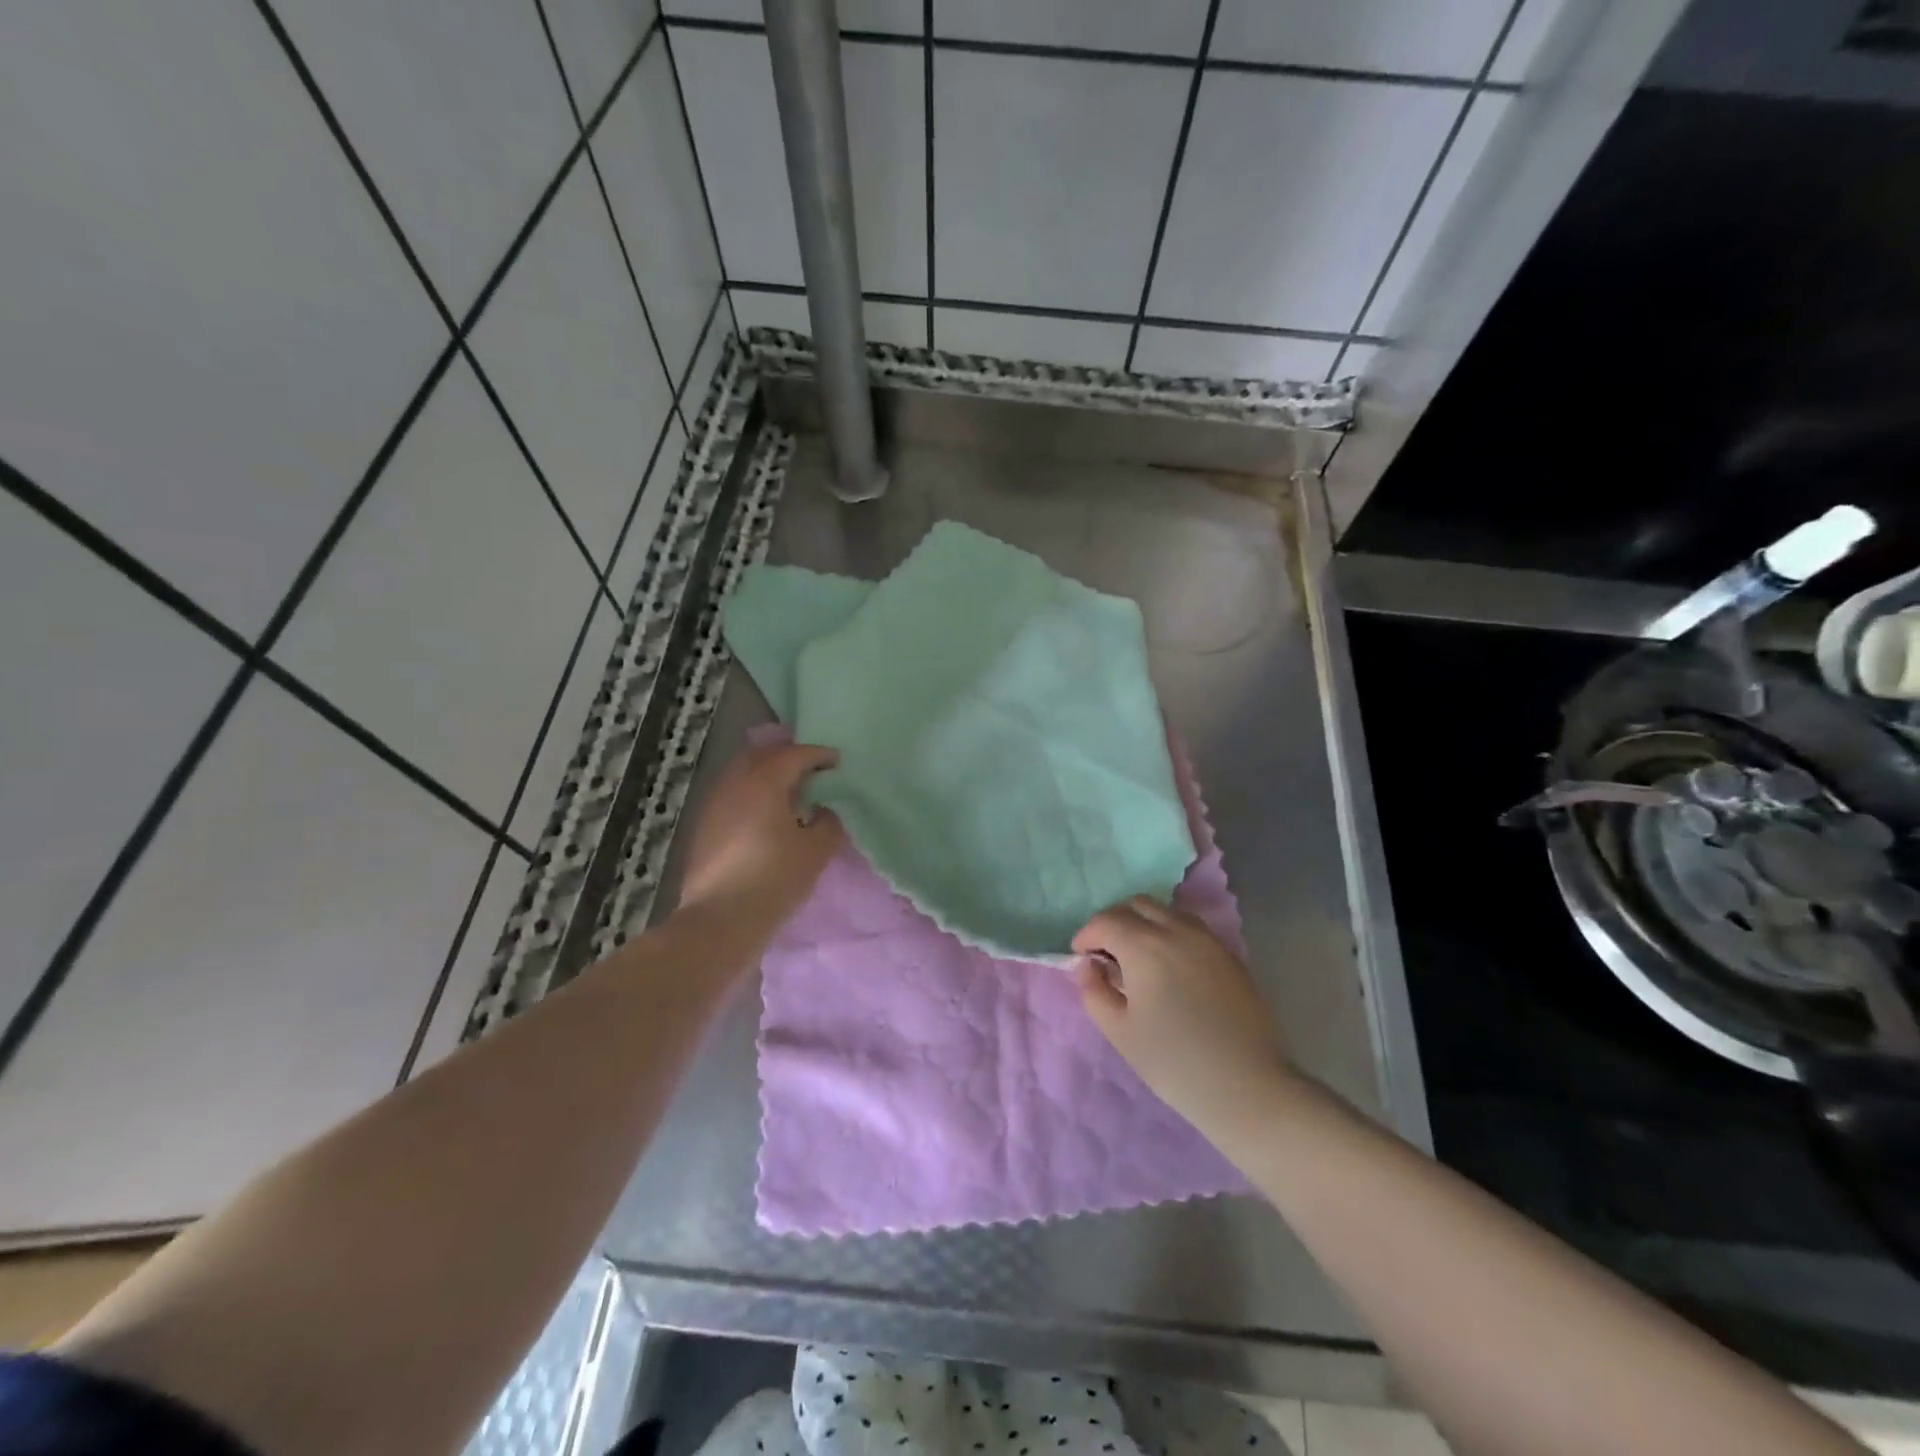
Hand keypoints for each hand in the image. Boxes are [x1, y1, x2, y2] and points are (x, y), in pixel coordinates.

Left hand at [676, 742, 843, 932]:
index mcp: (764, 781)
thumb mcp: (816, 851)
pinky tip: (766, 818)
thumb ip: (828, 823)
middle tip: (812, 772)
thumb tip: (823, 811)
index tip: (837, 762)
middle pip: (763, 756)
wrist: (719, 921)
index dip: (819, 755)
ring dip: (768, 777)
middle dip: (789, 758)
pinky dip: (753, 796)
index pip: (795, 755)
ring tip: (790, 796)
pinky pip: (733, 796)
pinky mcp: (703, 828)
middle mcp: (734, 784)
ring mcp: (713, 805)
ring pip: (743, 776)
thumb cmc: (774, 879)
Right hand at [1072, 897, 1295, 1129]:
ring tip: (1139, 958)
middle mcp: (1177, 930)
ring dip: (1144, 923)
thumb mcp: (1120, 1032)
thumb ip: (1095, 991)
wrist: (1248, 1087)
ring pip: (1167, 911)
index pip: (1106, 921)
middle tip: (1106, 953)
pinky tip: (1170, 967)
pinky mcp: (1230, 955)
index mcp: (1145, 946)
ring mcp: (1208, 940)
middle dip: (1114, 921)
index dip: (1086, 935)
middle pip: (1137, 904)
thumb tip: (1089, 966)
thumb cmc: (1175, 1062)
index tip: (1080, 957)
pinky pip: (1191, 928)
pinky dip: (1170, 933)